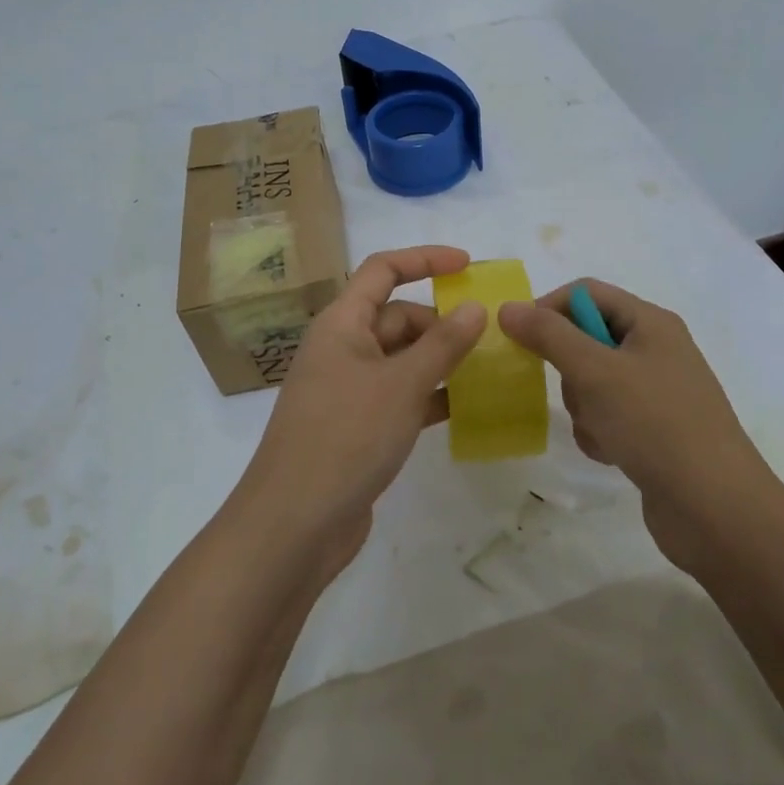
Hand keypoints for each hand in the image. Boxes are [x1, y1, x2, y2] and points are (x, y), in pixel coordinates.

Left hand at [232, 246, 486, 579]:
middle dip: (440, 322)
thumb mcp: (401, 385)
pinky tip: (465, 407)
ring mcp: (348, 389)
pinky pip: (400, 395)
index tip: (468, 265)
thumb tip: (474, 307)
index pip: (383, 270)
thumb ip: (442, 344)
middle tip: (489, 339)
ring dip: (440, 360)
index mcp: (342, 324)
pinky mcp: (357, 426)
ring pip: (401, 359)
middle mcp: (342, 348)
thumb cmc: (346, 438)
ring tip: (487, 370)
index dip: (424, 260)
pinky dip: (430, 395)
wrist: (294, 525)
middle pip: (397, 317)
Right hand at [498, 279, 779, 574]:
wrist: (716, 508)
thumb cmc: (655, 424)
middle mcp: (656, 349)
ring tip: (602, 432)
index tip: (522, 340)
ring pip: (592, 382)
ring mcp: (657, 391)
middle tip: (577, 394)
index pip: (585, 293)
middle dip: (570, 369)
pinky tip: (612, 453)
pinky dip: (600, 432)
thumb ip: (548, 335)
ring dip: (584, 407)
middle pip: (586, 338)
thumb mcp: (595, 372)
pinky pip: (607, 415)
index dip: (549, 309)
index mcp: (651, 322)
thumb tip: (508, 307)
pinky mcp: (654, 429)